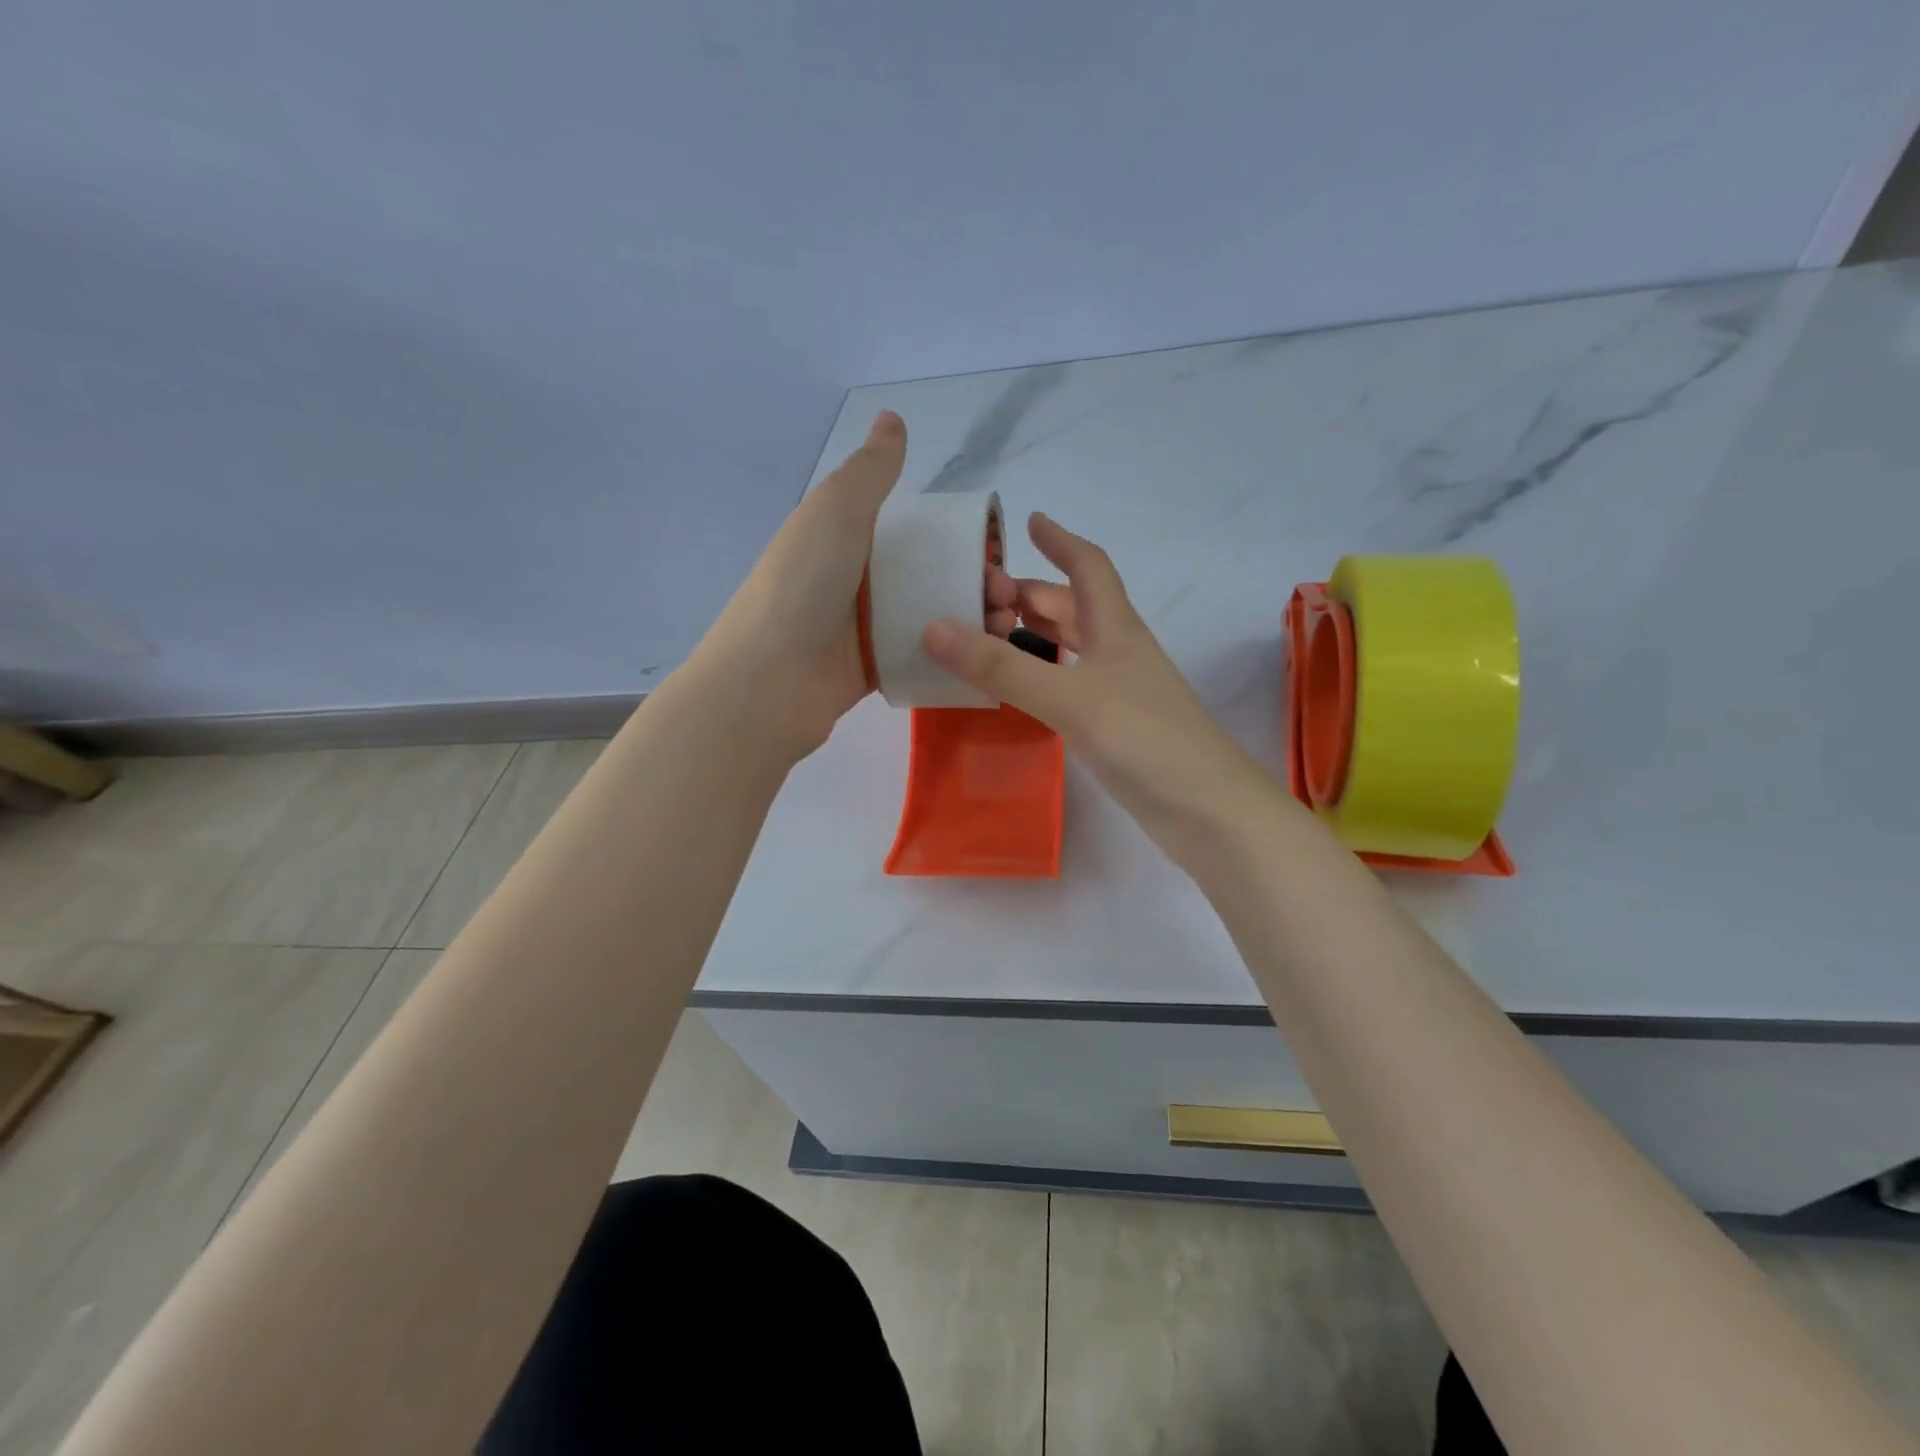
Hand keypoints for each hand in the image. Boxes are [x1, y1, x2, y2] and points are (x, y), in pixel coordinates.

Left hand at [691, 410, 1020, 762]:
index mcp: (848, 539)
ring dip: (972, 620)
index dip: (961, 539)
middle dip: (977, 583)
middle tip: (1007, 599)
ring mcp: (864, 629)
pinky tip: (984, 660)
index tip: (997, 552)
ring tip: (1005, 630)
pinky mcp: (873, 669)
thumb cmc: (804, 585)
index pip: (917, 533)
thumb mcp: (836, 510)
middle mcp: (857, 581)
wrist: (769, 679)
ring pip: (931, 618)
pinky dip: (952, 656)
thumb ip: (870, 470)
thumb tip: (892, 417)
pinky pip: (920, 656)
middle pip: (931, 576)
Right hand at [924, 513, 1269, 856]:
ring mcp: (1119, 691)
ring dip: (1034, 636)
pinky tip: (1016, 692)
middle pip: (1074, 607)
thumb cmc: (1145, 739)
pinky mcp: (1115, 728)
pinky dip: (1040, 677)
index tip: (1031, 521)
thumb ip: (1001, 667)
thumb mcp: (1068, 698)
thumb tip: (933, 627)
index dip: (1061, 540)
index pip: (1089, 567)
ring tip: (986, 636)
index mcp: (1115, 628)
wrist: (1208, 812)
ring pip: (1071, 649)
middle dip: (1031, 594)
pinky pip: (1069, 686)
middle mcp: (1118, 652)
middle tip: (979, 596)